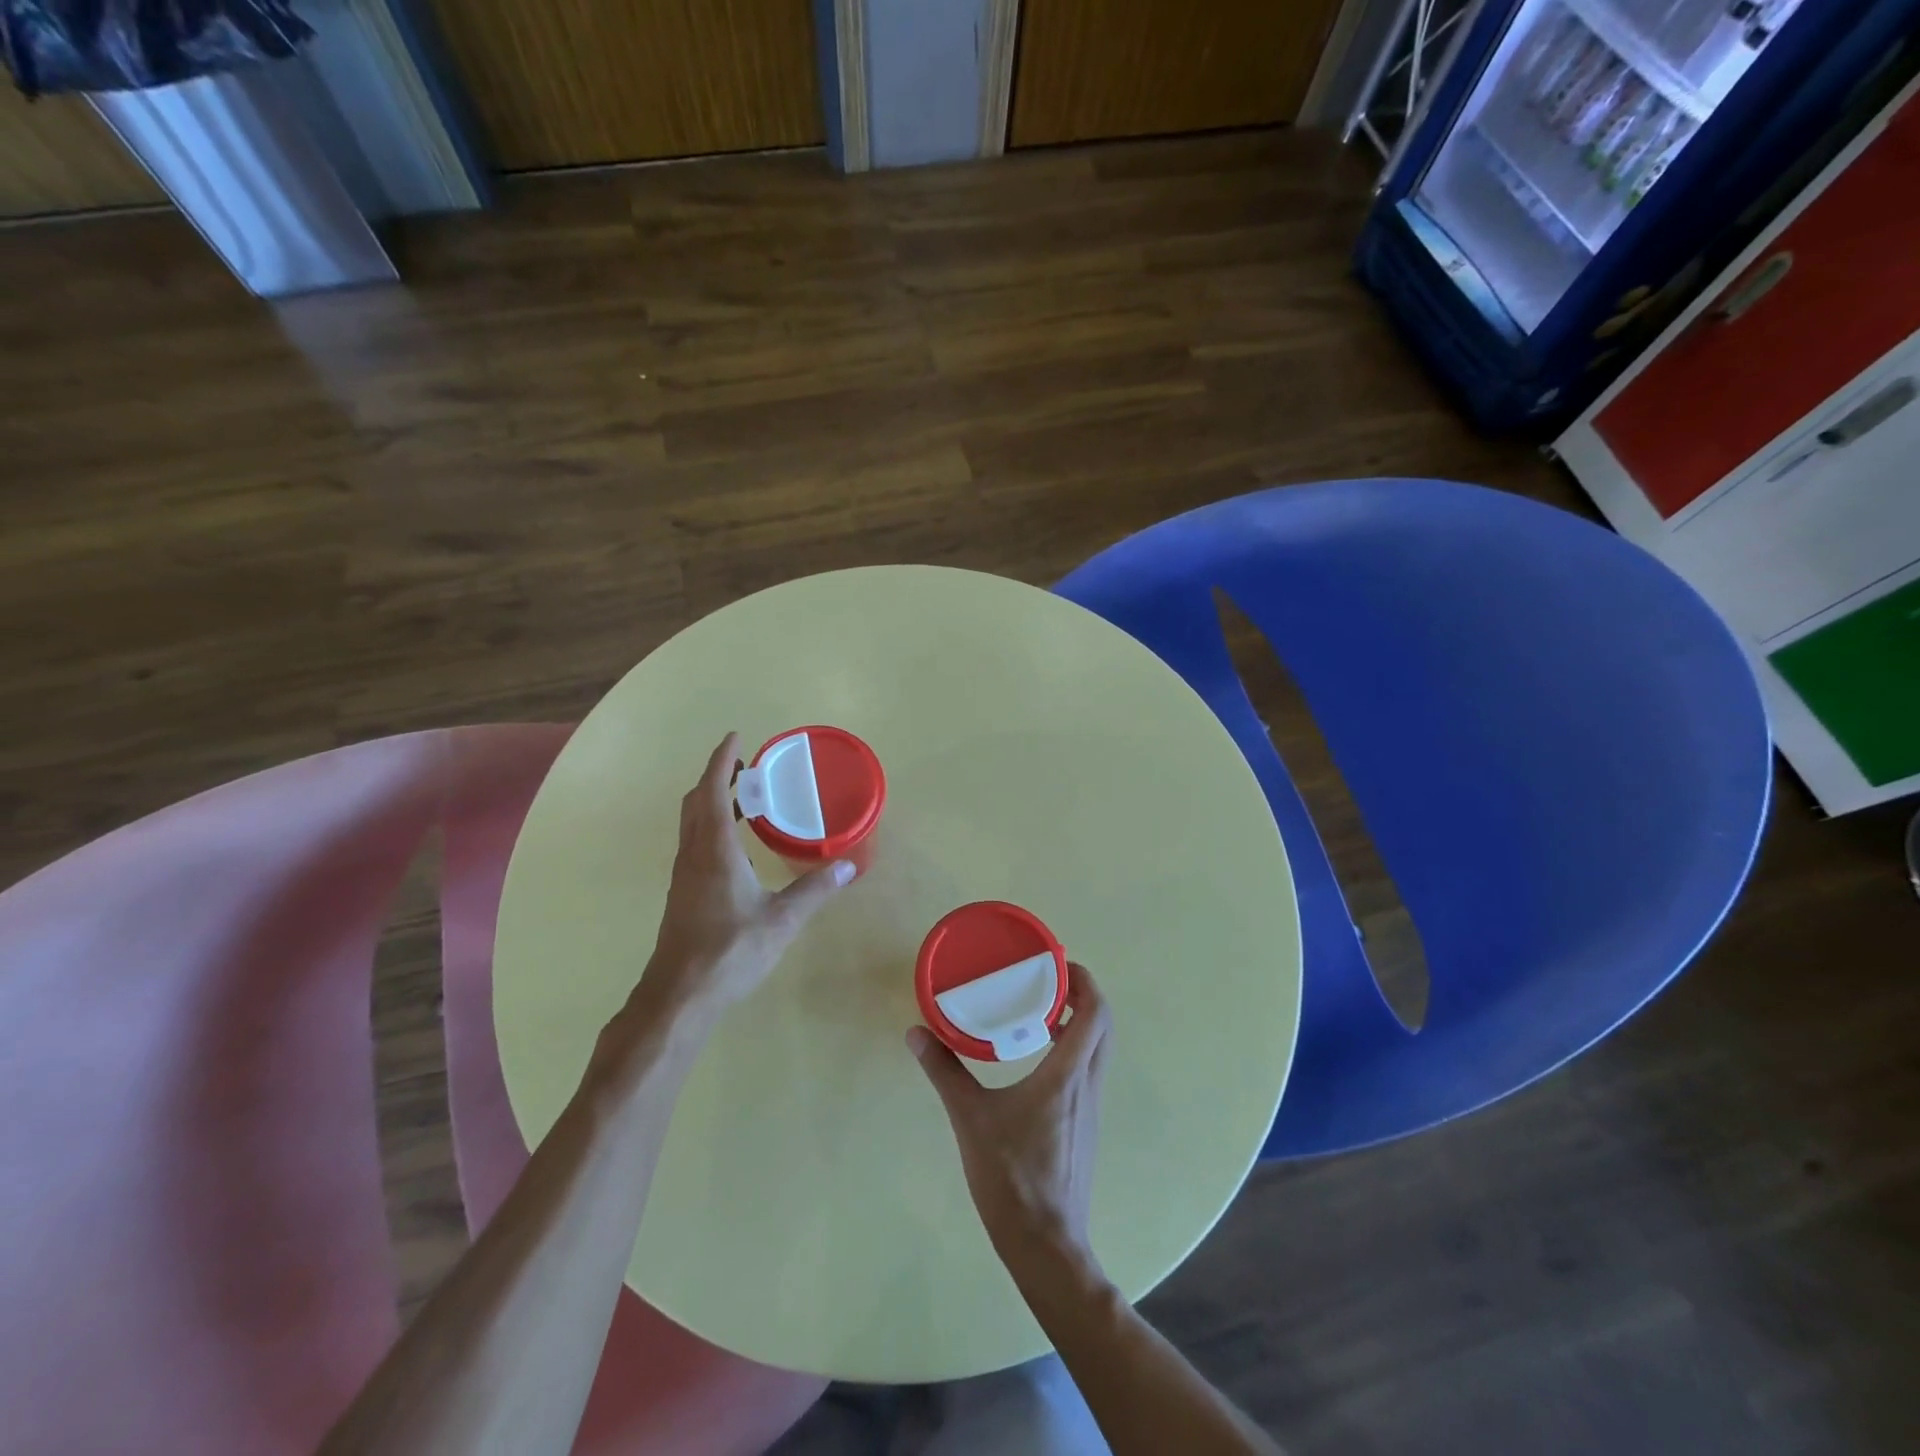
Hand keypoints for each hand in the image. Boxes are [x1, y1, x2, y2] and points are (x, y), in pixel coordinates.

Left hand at [637, 733, 853, 1021]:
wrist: (679, 996)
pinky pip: (694, 841)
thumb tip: (848, 865)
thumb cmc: (729, 952)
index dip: (722, 760)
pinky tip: (736, 844)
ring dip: (712, 799)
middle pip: (697, 800)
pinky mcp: (683, 892)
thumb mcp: (780, 921)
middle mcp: (693, 854)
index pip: (713, 790)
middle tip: (747, 765)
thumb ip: (814, 890)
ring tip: (745, 797)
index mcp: (714, 850)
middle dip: (718, 775)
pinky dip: (711, 824)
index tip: (736, 738)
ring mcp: (684, 874)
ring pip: (692, 821)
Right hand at [908, 962, 1112, 1269]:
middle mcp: (1088, 1084)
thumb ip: (944, 1072)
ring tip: (1038, 1012)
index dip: (1084, 980)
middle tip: (1047, 981)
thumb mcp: (970, 1118)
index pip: (1095, 1012)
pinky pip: (1087, 1070)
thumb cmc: (1011, 1176)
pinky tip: (1037, 1058)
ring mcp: (1090, 1107)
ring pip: (1098, 1049)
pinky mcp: (1084, 1125)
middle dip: (1082, 995)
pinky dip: (1072, 1049)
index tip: (1057, 963)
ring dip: (1078, 1022)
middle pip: (1103, 1025)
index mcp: (1068, 1074)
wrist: (1046, 1245)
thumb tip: (917, 1033)